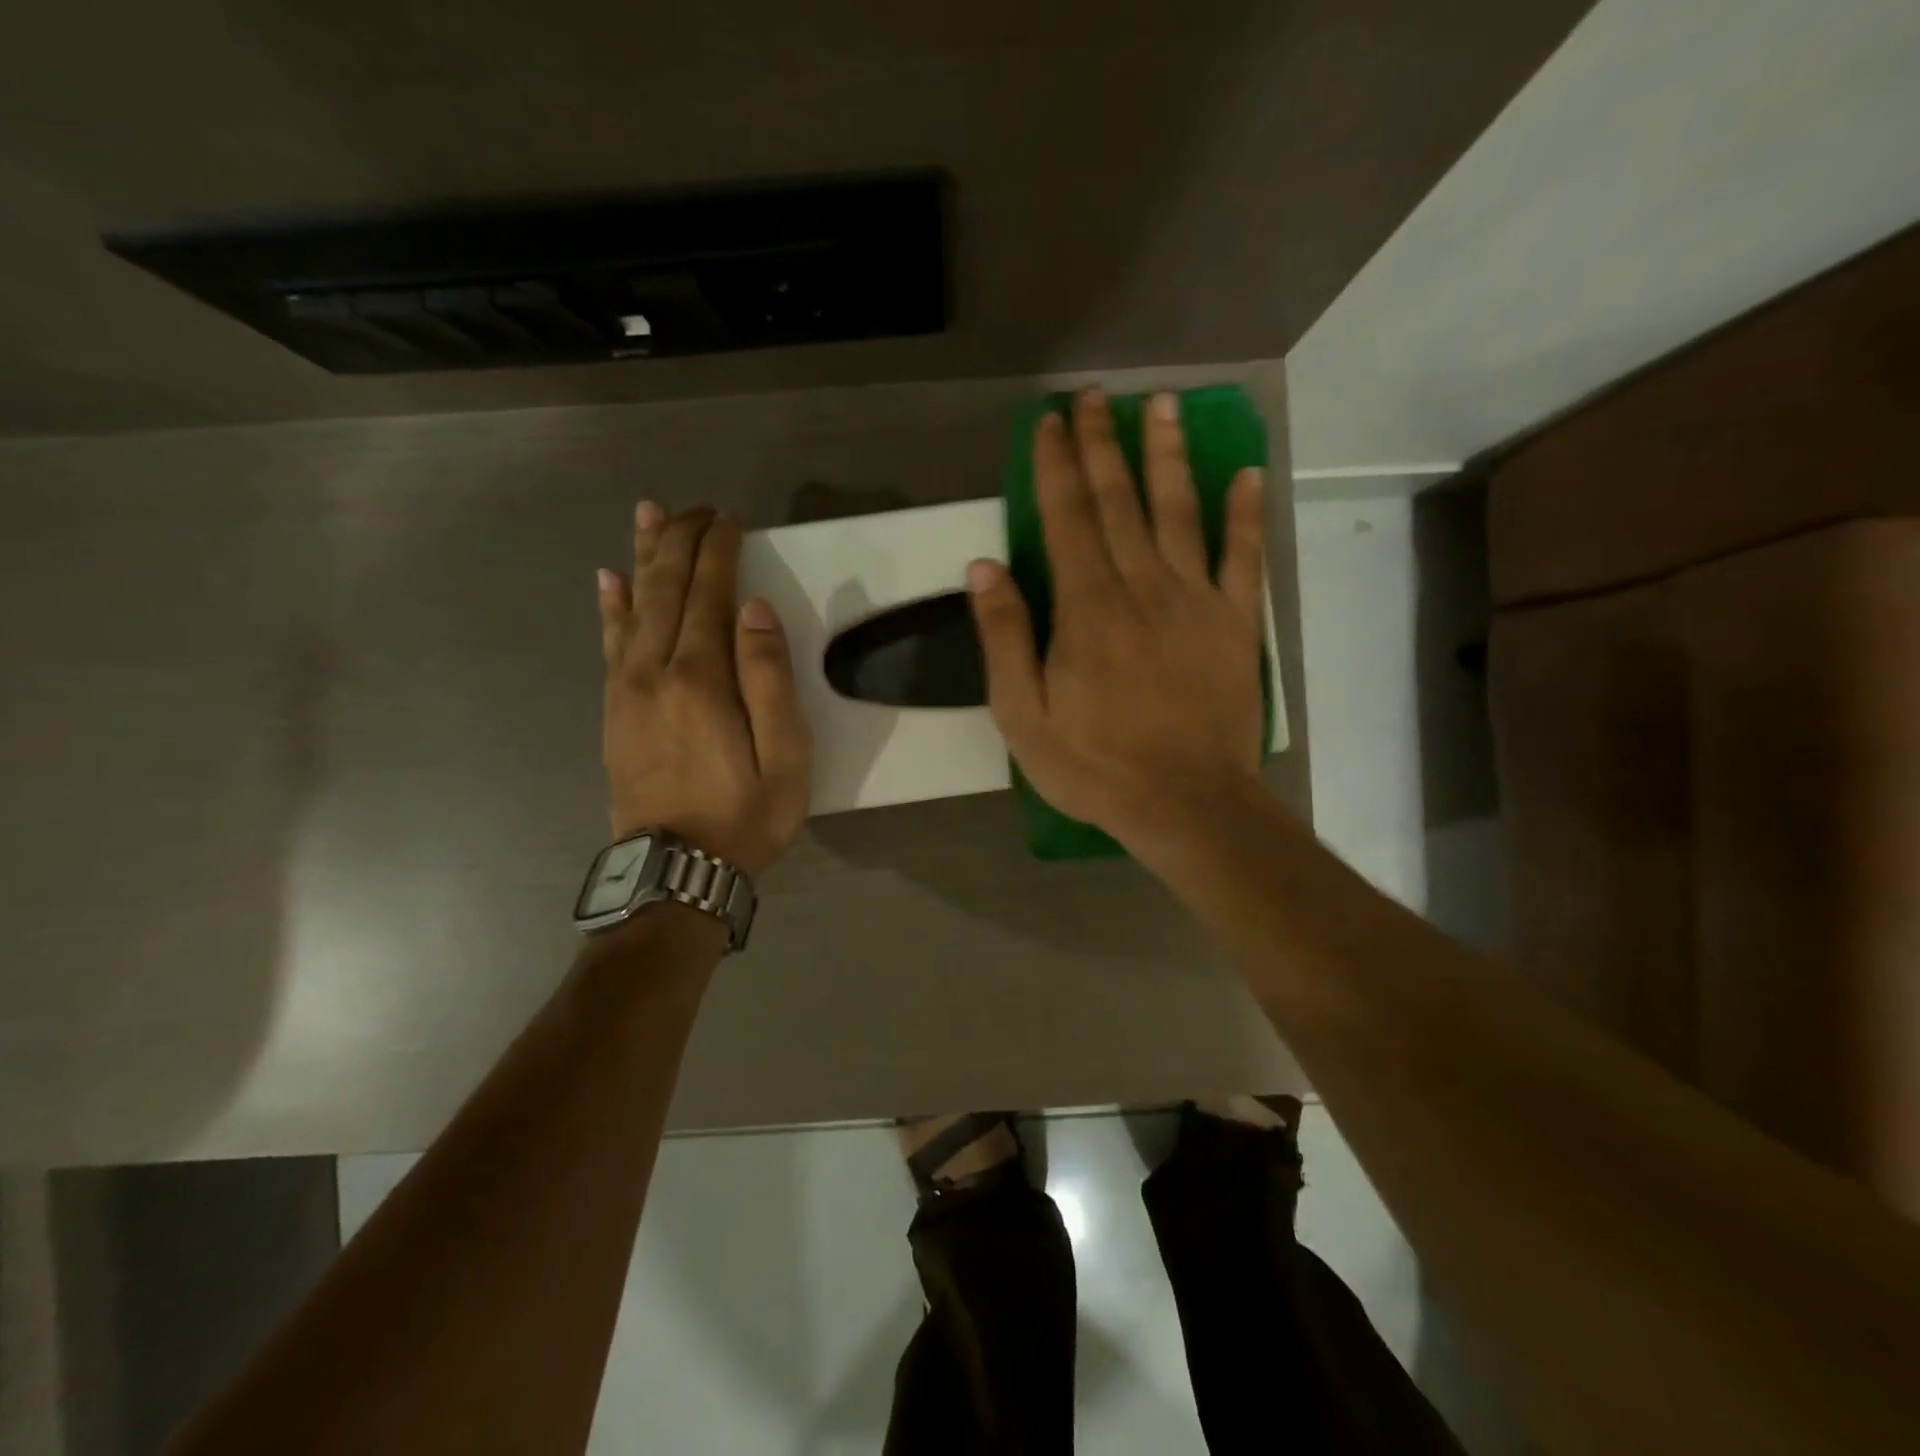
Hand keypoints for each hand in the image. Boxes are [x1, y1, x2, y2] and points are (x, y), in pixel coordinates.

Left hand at [596, 504, 811, 875]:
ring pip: (633, 606)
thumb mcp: (784, 756)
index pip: (709, 594)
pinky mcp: (615, 710)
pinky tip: (609, 581)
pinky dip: (611, 606)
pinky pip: (610, 644)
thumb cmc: (745, 816)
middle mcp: (655, 671)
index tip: (731, 519)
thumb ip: (770, 678)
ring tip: (649, 515)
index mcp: (701, 678)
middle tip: (698, 507)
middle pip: (666, 588)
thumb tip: (753, 609)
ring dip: (644, 556)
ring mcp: (627, 689)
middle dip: (682, 540)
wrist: (676, 871)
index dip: (719, 551)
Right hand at [968, 389, 1266, 850]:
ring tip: (1161, 406)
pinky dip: (1246, 514)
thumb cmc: (1095, 765)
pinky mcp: (1234, 624)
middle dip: (1103, 445)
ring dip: (1168, 456)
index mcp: (1087, 607)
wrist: (1186, 804)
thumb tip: (984, 567)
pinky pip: (1244, 558)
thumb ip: (1005, 637)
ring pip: (1179, 512)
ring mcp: (1195, 601)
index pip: (1066, 518)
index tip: (1050, 421)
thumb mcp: (1023, 715)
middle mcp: (1141, 587)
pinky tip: (1246, 474)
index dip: (1057, 465)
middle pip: (1119, 502)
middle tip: (1095, 397)